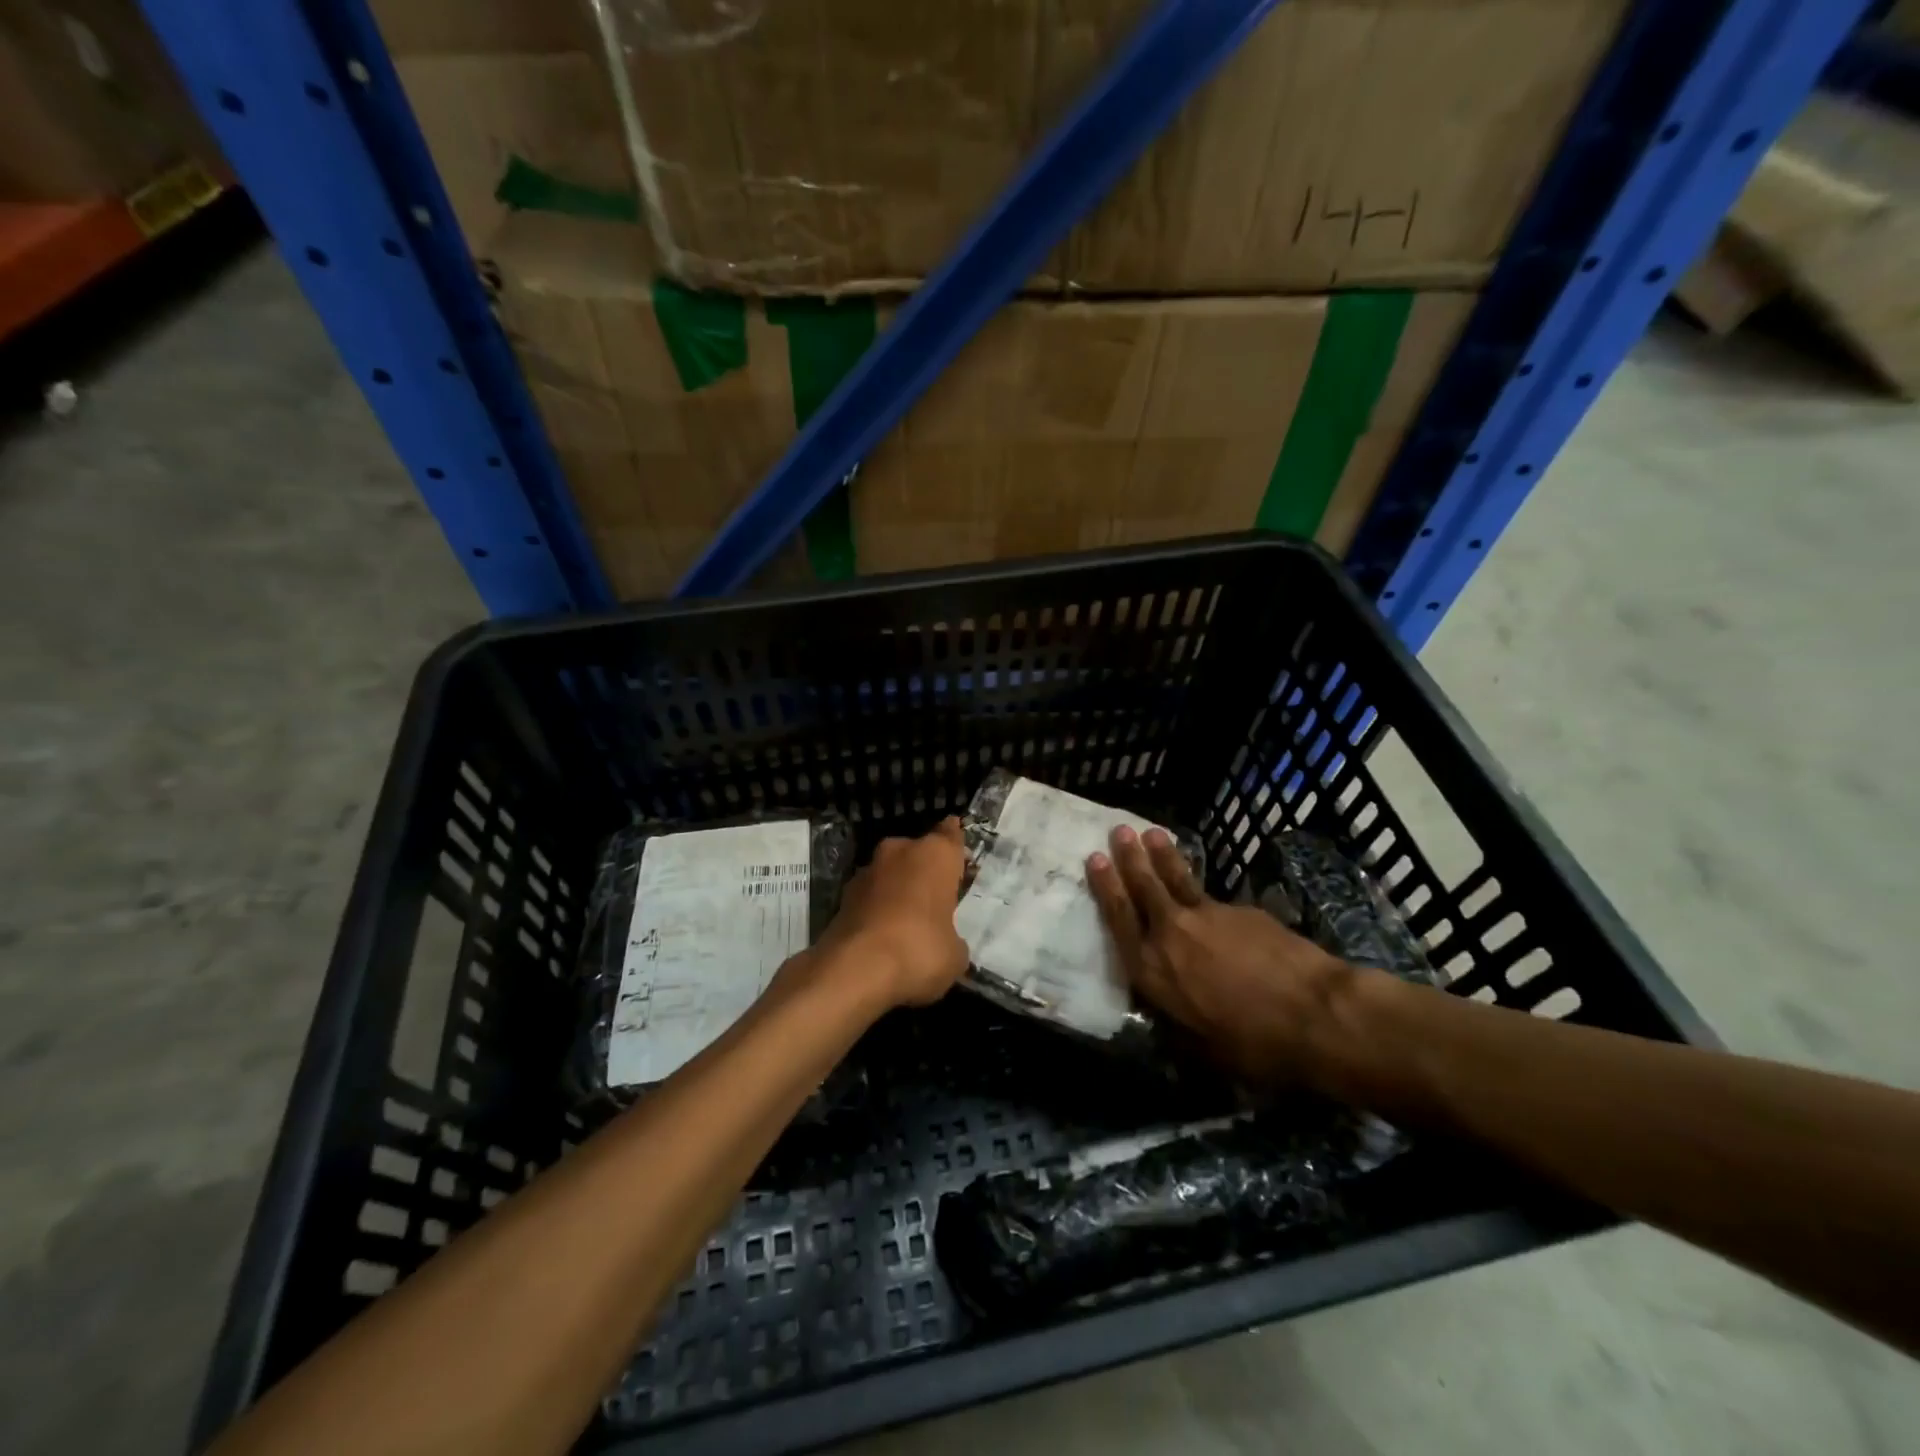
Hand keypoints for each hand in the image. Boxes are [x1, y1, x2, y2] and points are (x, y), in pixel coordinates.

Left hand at [812, 818, 970, 1008]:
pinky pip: (870, 895)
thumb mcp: (955, 955)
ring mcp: (867, 870)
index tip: (957, 851)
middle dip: (924, 870)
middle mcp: (900, 851)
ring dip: (898, 888)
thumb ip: (953, 939)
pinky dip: (877, 908)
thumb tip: (947, 942)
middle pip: (917, 852)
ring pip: (890, 872)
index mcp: (935, 854)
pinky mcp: (843, 894)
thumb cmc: (920, 950)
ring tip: (908, 919)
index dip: (954, 843)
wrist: (854, 968)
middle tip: (936, 896)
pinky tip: (883, 934)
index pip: (950, 834)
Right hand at [1087, 825, 1350, 1080]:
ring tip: (1152, 833)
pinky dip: (1203, 889)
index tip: (1094, 859)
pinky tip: (1209, 897)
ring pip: (1177, 879)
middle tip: (1119, 830)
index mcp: (1152, 970)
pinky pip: (1212, 896)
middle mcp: (1171, 934)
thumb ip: (1177, 1023)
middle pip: (1144, 887)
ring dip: (1163, 855)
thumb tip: (1168, 1018)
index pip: (1119, 918)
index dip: (1105, 887)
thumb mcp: (1202, 1048)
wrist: (1313, 1012)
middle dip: (1129, 857)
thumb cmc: (1253, 1043)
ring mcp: (1207, 917)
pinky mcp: (1241, 910)